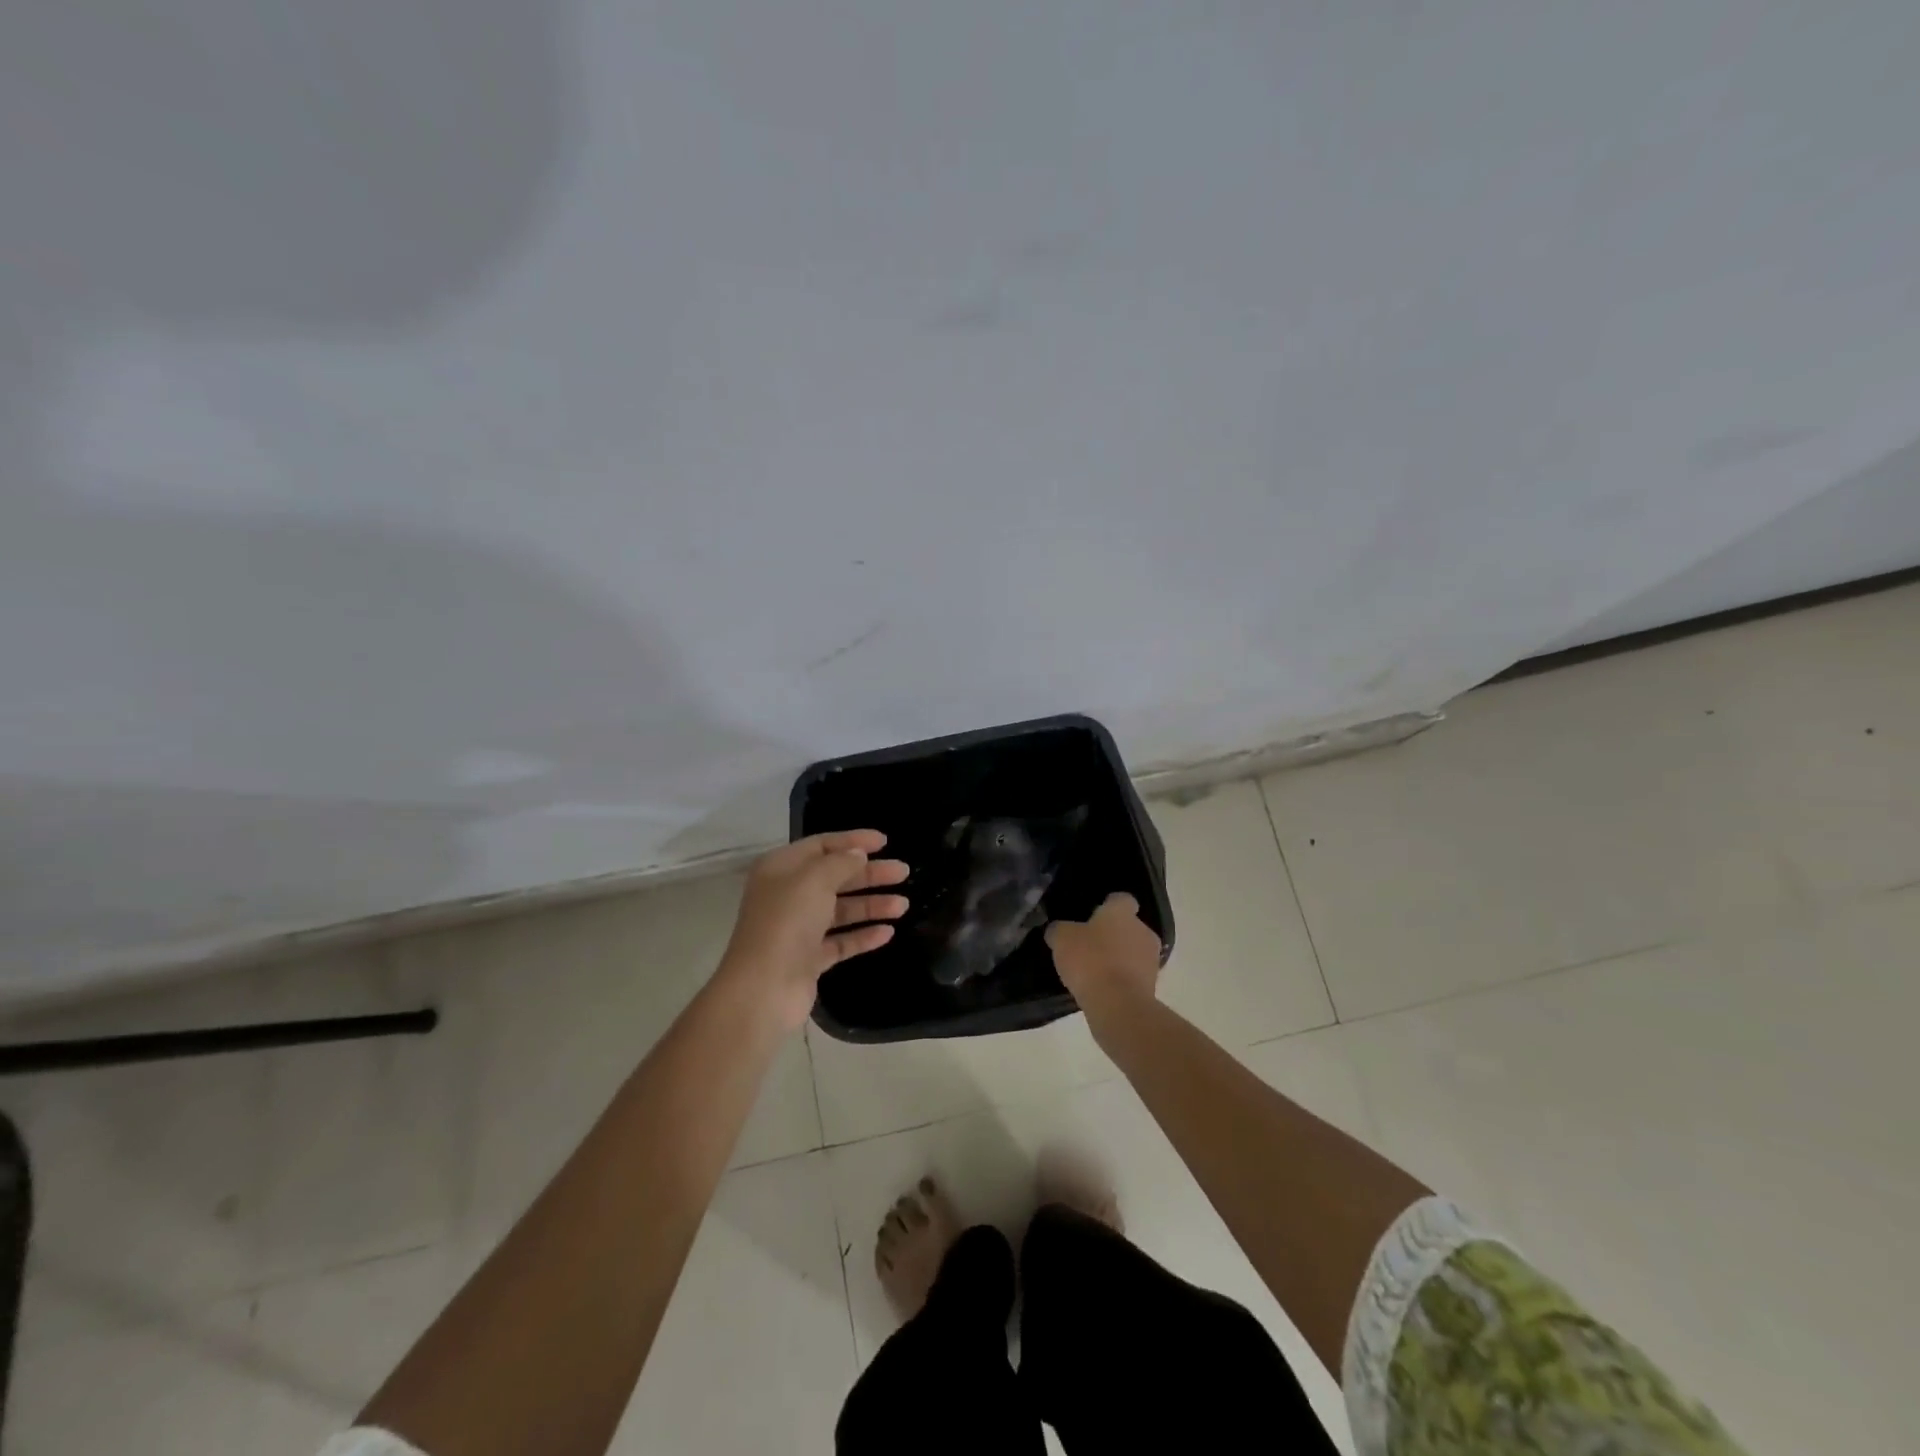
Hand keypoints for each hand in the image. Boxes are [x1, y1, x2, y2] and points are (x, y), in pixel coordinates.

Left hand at [716, 830, 909, 1032]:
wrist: (763, 987)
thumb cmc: (787, 921)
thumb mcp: (815, 879)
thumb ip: (841, 862)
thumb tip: (858, 854)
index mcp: (782, 868)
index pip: (822, 845)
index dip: (853, 841)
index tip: (885, 842)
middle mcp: (788, 895)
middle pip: (836, 878)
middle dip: (870, 874)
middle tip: (903, 872)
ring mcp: (798, 929)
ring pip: (841, 911)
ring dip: (871, 905)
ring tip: (903, 905)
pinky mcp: (809, 959)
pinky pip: (841, 941)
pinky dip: (863, 936)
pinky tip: (888, 933)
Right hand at [1045, 892, 1162, 1014]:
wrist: (1118, 1005)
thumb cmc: (1090, 960)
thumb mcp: (1061, 939)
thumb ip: (1059, 930)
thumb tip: (1058, 930)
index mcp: (1122, 912)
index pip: (1121, 899)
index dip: (1107, 906)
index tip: (1093, 916)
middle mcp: (1143, 930)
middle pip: (1129, 927)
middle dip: (1113, 934)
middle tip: (1089, 945)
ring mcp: (1151, 959)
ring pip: (1134, 952)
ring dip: (1119, 958)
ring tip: (1095, 971)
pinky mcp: (1152, 986)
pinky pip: (1134, 976)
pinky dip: (1121, 980)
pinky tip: (1102, 989)